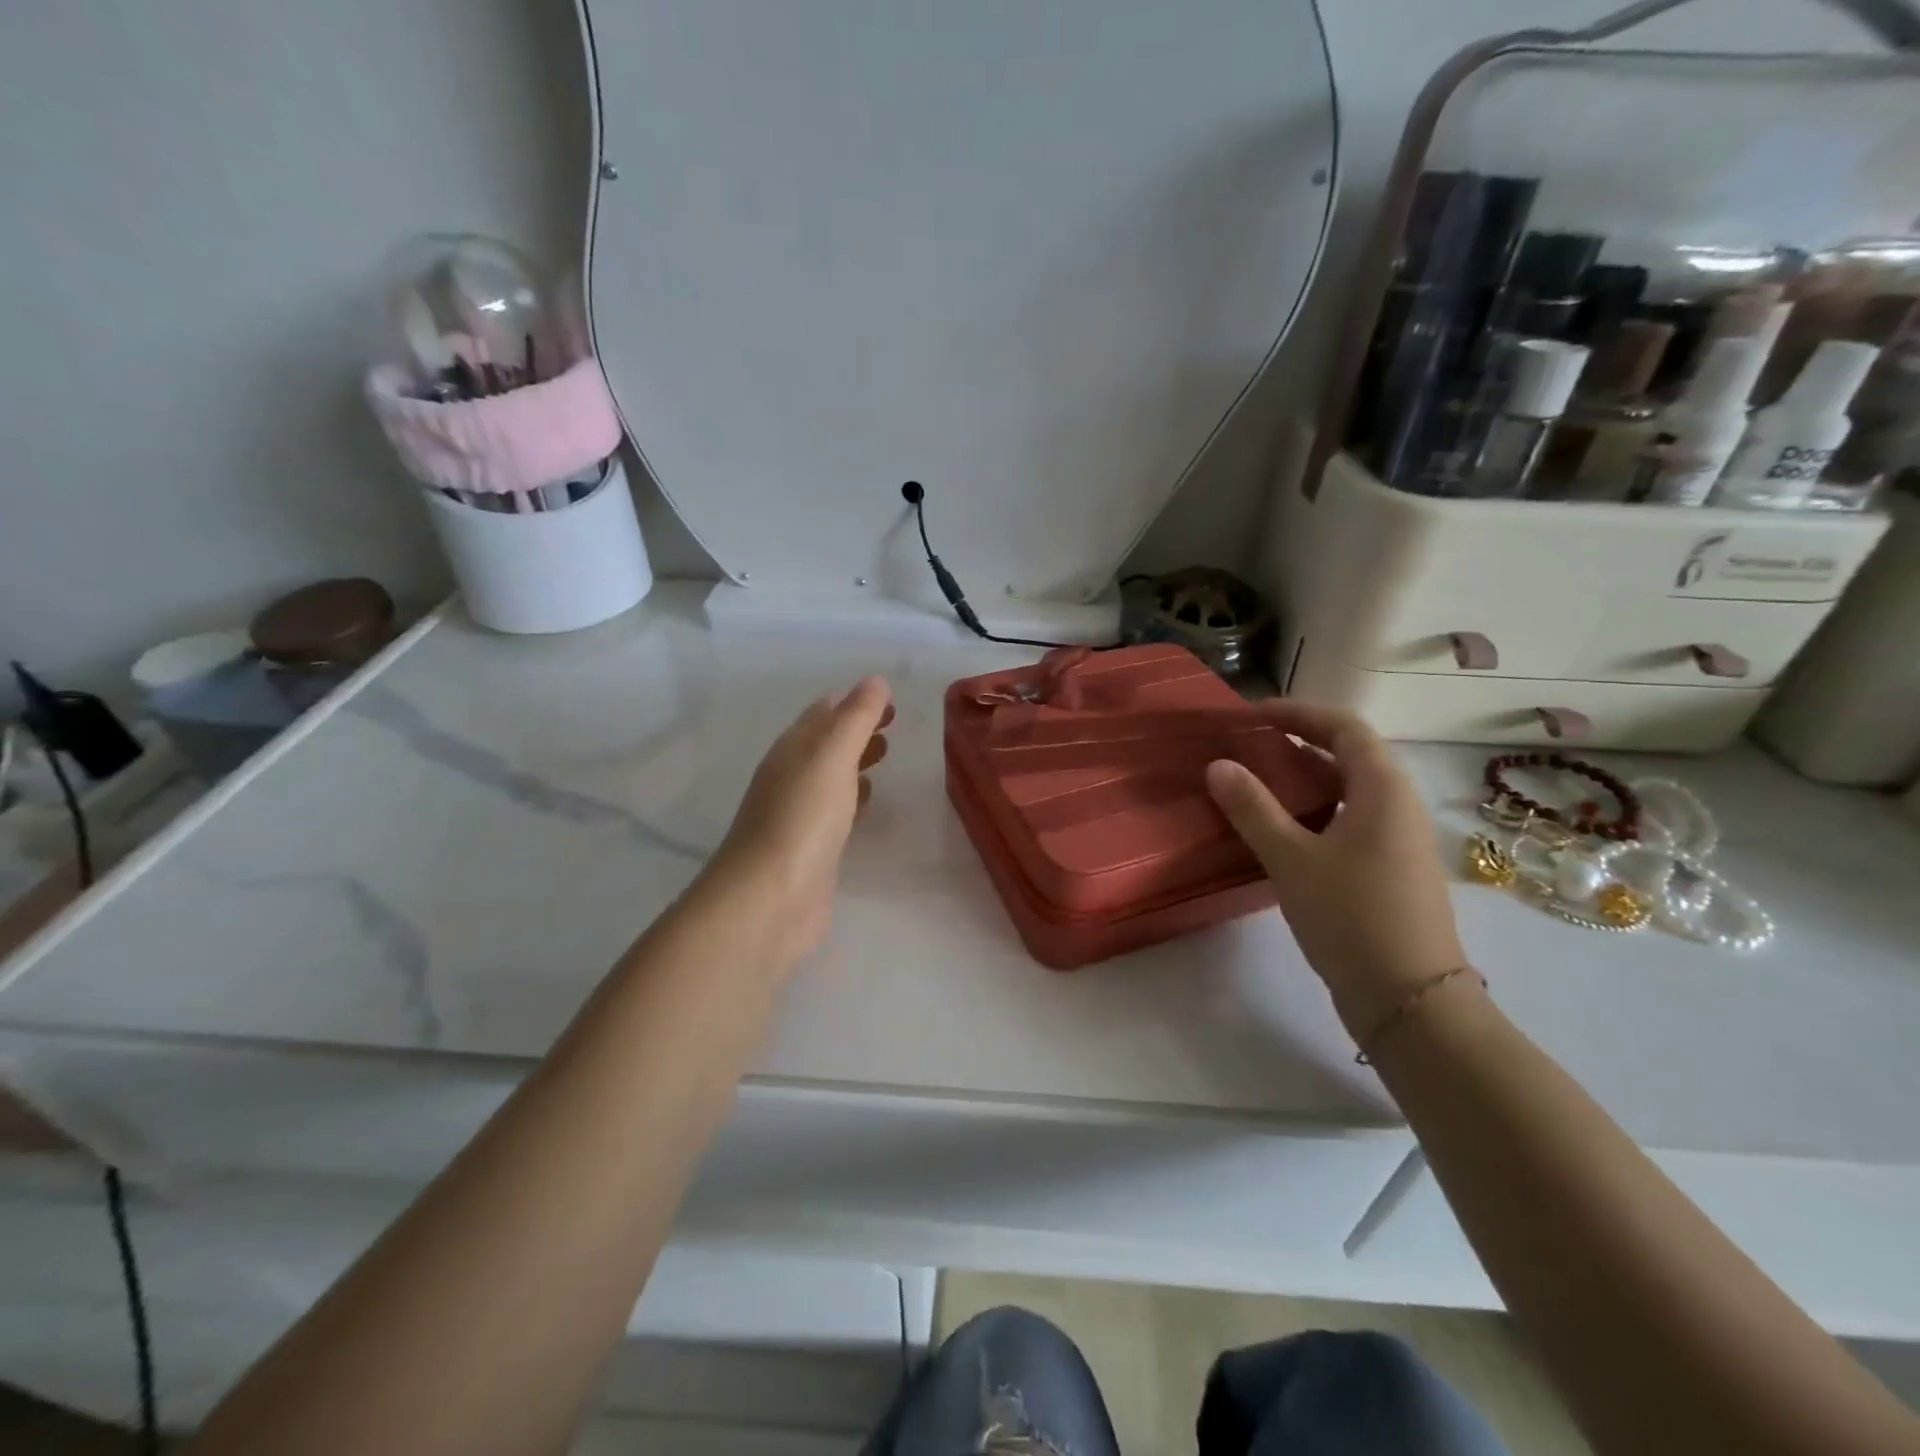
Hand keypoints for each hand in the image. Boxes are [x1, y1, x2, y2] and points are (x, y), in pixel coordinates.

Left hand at [705, 677, 893, 975]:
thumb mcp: (832, 756)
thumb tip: (874, 681)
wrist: (770, 899)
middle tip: (893, 725)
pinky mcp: (810, 847)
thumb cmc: (802, 818)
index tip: (890, 700)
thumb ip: (856, 718)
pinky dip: (853, 797)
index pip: (823, 712)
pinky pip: (835, 810)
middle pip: (825, 742)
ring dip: (855, 761)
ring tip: (887, 755)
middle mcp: (790, 776)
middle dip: (857, 729)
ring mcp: (798, 813)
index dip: (854, 701)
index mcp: (792, 748)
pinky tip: (868, 803)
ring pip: (830, 776)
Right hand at [1205, 700, 1465, 1039]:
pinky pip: (1350, 821)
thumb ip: (1252, 808)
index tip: (1252, 715)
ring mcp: (1399, 841)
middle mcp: (1399, 806)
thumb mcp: (1291, 858)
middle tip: (1248, 748)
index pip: (1344, 727)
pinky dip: (1315, 812)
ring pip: (1349, 792)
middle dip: (1298, 744)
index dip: (1299, 713)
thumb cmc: (1351, 916)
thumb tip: (1218, 765)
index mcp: (1383, 789)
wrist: (1409, 999)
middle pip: (1349, 756)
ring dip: (1305, 781)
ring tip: (1256, 786)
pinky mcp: (1391, 870)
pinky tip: (1282, 834)